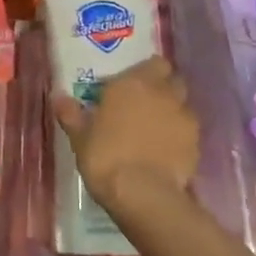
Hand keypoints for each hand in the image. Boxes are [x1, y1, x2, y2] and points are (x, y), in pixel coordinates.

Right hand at [53, 56, 199, 216]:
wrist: (142, 193)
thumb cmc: (105, 156)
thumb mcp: (79, 136)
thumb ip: (71, 113)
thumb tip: (58, 97)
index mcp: (133, 83)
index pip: (154, 62)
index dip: (147, 71)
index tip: (134, 83)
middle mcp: (163, 93)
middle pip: (173, 80)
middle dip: (163, 88)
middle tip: (145, 104)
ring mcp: (184, 118)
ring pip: (183, 106)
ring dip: (172, 112)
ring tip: (157, 130)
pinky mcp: (196, 144)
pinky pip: (189, 132)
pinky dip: (180, 137)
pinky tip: (166, 152)